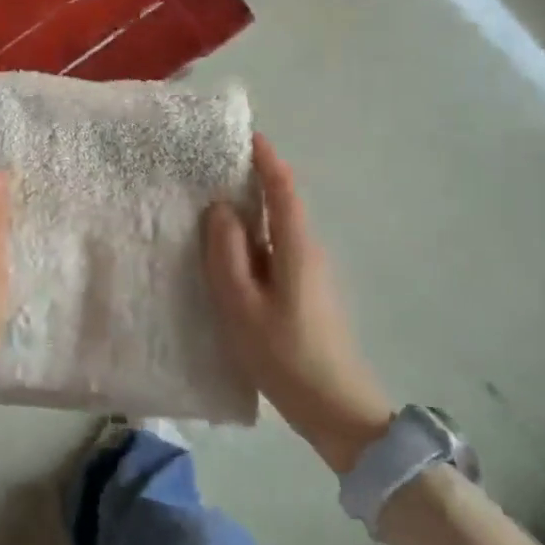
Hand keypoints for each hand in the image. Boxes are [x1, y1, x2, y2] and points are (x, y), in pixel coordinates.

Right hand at [204, 135, 393, 472]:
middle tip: (208, 168)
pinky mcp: (304, 293)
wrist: (338, 410)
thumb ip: (227, 254)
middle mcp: (307, 251)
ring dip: (247, 213)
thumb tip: (221, 209)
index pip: (283, 188)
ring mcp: (309, 273)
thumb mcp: (243, 305)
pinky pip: (273, 251)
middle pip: (280, 203)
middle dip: (250, 180)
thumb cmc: (286, 355)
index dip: (265, 158)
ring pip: (274, 230)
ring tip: (206, 207)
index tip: (241, 134)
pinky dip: (250, 241)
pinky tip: (225, 255)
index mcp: (296, 247)